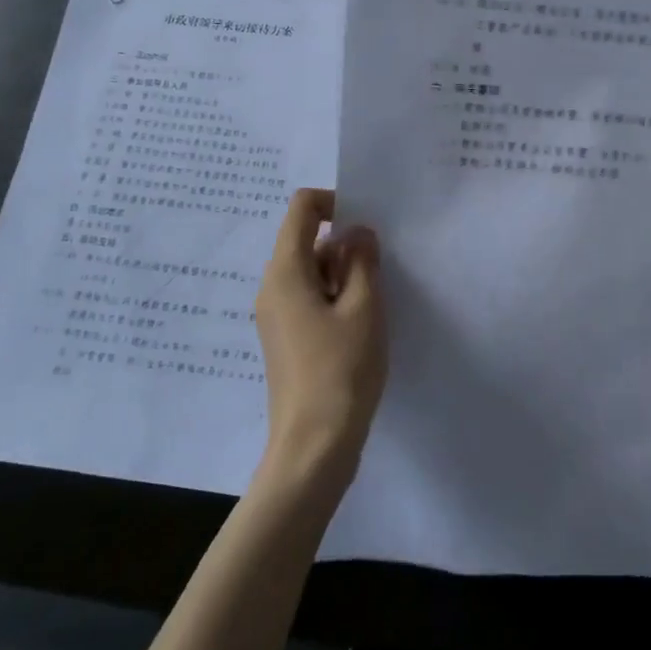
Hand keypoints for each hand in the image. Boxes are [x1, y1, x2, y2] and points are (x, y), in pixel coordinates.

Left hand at [254, 189, 386, 490]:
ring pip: (310, 272)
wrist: (313, 447)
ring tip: (373, 307)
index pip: (302, 208)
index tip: (367, 227)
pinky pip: (308, 299)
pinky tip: (360, 328)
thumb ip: (362, 261)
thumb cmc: (341, 371)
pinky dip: (335, 298)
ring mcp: (275, 315)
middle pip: (306, 240)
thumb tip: (358, 233)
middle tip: (378, 277)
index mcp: (285, 272)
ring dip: (343, 275)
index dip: (335, 202)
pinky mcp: (285, 339)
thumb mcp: (364, 308)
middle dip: (345, 246)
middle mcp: (272, 287)